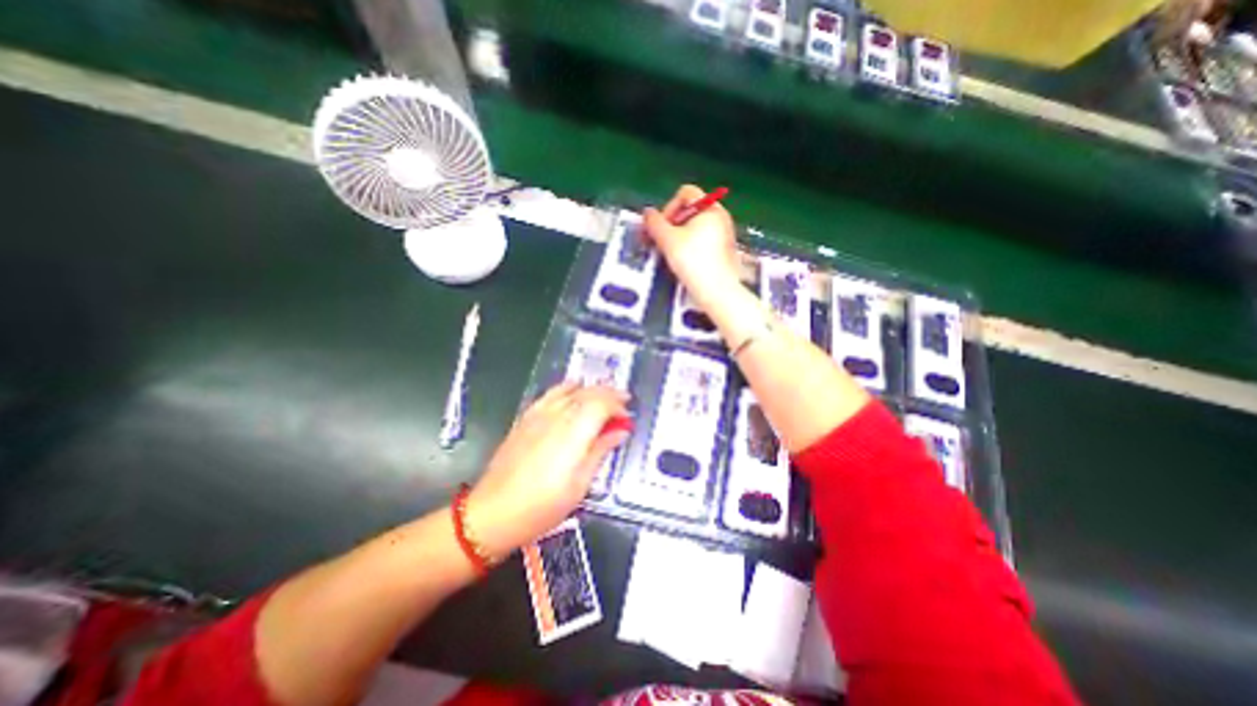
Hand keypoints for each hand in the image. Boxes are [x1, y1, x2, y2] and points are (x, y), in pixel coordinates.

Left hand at [468, 379, 634, 555]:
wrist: (493, 512)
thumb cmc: (541, 506)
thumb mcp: (579, 485)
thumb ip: (600, 451)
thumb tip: (619, 432)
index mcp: (573, 435)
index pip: (601, 405)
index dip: (618, 407)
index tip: (626, 418)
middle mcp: (557, 418)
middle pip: (588, 393)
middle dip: (609, 394)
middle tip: (623, 403)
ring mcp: (539, 415)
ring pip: (571, 390)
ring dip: (591, 389)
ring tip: (603, 396)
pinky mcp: (526, 418)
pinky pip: (550, 393)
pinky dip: (567, 388)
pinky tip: (573, 389)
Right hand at [643, 185, 739, 308]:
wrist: (718, 291)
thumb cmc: (694, 262)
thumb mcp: (668, 240)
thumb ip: (654, 223)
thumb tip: (647, 213)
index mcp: (710, 208)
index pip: (685, 193)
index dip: (669, 207)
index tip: (662, 227)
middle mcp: (721, 217)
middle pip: (690, 210)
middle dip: (672, 223)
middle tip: (663, 241)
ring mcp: (725, 234)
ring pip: (696, 226)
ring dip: (679, 236)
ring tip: (671, 253)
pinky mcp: (724, 250)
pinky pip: (704, 239)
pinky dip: (691, 245)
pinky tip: (685, 262)